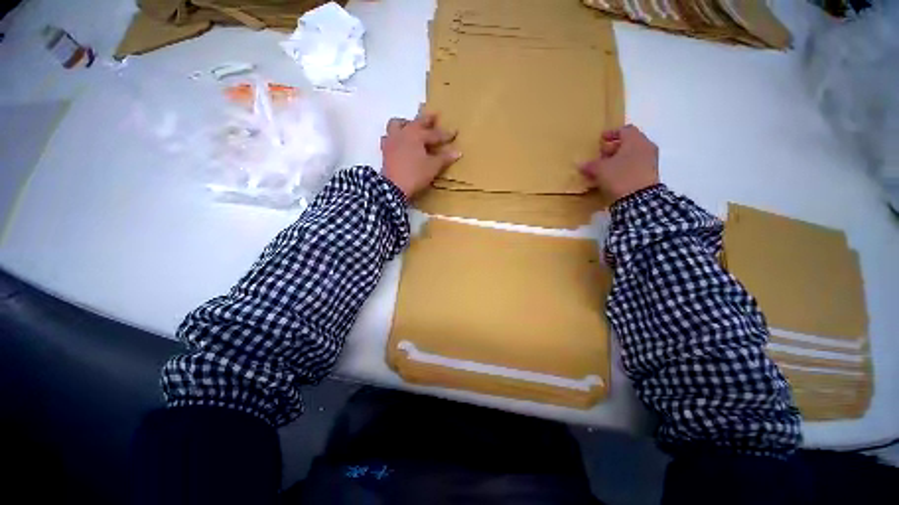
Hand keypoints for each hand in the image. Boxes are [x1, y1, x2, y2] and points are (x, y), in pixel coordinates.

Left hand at [381, 112, 460, 198]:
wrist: (393, 187)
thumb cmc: (415, 174)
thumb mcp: (433, 167)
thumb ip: (444, 158)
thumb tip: (457, 152)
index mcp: (416, 134)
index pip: (434, 133)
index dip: (445, 134)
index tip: (455, 132)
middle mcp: (403, 133)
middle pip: (416, 123)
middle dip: (426, 120)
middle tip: (433, 116)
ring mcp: (391, 140)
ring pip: (397, 125)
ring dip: (405, 124)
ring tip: (410, 127)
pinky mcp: (385, 150)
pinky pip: (389, 138)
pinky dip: (395, 137)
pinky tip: (398, 143)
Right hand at [579, 125, 658, 201]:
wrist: (639, 198)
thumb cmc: (619, 176)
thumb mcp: (600, 170)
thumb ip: (590, 165)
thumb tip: (581, 164)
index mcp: (635, 140)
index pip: (625, 130)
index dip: (611, 133)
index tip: (601, 139)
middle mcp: (645, 146)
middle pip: (629, 142)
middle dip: (614, 148)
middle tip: (601, 155)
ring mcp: (650, 161)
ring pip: (632, 154)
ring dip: (619, 159)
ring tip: (605, 168)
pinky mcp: (650, 174)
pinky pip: (635, 165)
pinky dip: (624, 167)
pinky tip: (614, 177)